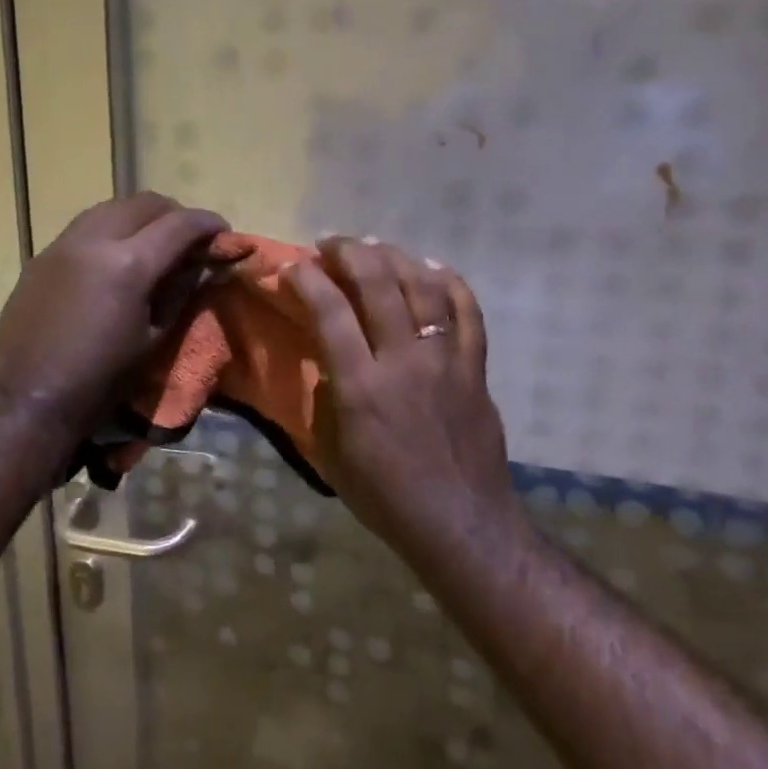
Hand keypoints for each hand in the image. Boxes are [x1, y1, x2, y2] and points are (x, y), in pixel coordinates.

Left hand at [0, 193, 233, 434]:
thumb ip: (180, 292)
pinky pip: (85, 226)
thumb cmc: (101, 380)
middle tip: (188, 240)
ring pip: (111, 207)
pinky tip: (113, 258)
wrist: (28, 399)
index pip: (181, 224)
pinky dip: (110, 230)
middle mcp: (95, 239)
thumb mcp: (153, 339)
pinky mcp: (42, 256)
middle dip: (174, 214)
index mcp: (130, 264)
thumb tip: (202, 264)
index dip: (208, 224)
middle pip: (145, 203)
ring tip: (151, 243)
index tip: (223, 233)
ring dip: (139, 217)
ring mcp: (63, 244)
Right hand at [286, 238, 511, 558]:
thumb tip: (328, 362)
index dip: (307, 279)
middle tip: (330, 244)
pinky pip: (468, 311)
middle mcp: (404, 361)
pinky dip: (450, 282)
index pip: (330, 312)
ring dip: (395, 258)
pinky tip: (432, 267)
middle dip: (349, 253)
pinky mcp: (476, 368)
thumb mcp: (332, 456)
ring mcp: (446, 360)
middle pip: (378, 284)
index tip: (291, 265)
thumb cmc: (386, 498)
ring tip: (374, 247)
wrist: (461, 524)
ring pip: (423, 287)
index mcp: (361, 387)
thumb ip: (325, 400)